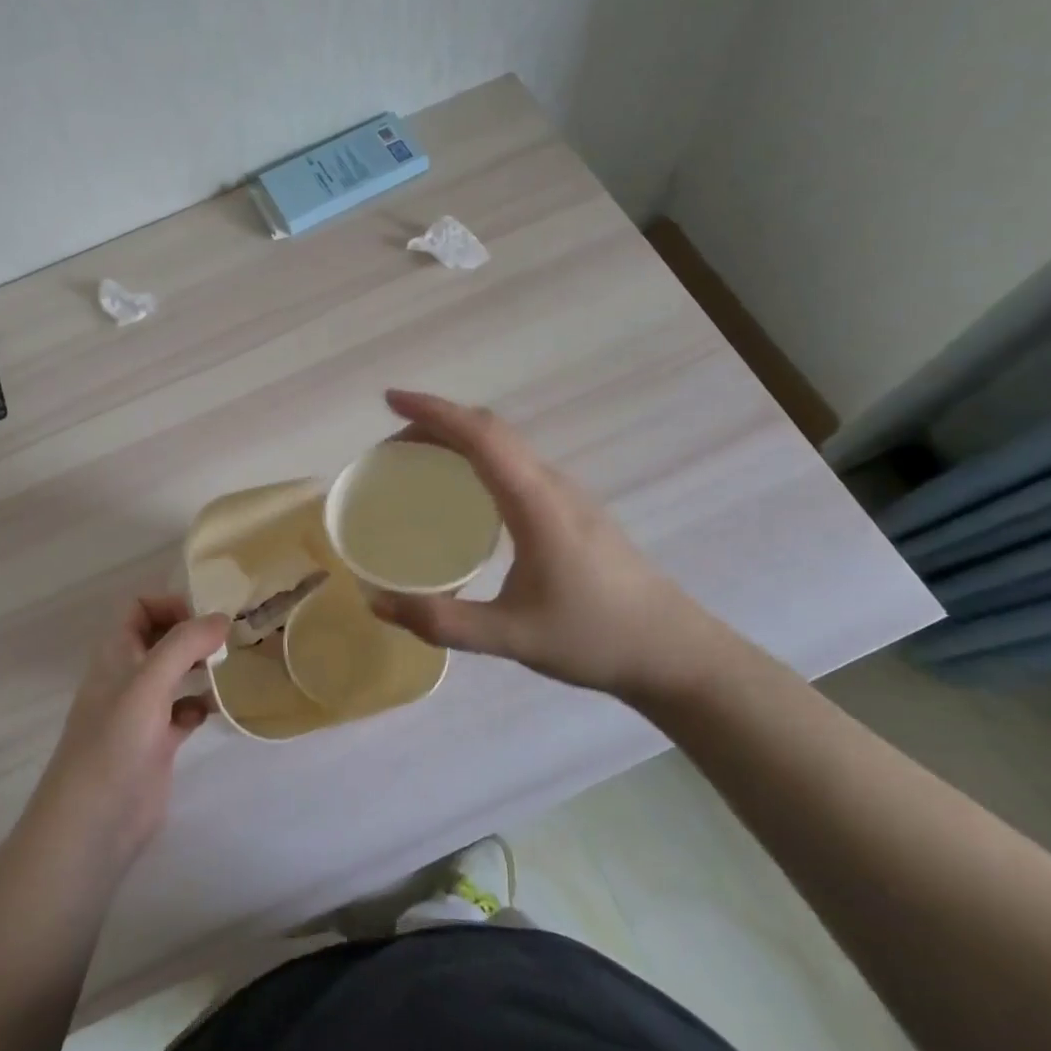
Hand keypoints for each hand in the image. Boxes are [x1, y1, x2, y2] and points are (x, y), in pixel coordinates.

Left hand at [28, 597, 226, 876]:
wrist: (94, 825)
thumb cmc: (115, 743)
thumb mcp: (149, 683)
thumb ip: (185, 644)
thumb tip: (222, 617)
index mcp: (116, 653)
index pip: (139, 607)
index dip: (170, 604)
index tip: (206, 619)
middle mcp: (127, 676)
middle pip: (161, 637)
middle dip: (193, 633)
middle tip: (229, 640)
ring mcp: (142, 711)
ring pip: (175, 673)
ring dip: (201, 666)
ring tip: (231, 667)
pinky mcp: (157, 743)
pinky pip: (183, 711)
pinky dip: (200, 705)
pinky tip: (216, 710)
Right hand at [369, 390, 733, 705]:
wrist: (674, 651)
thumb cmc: (595, 638)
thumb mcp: (512, 637)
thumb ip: (443, 622)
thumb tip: (376, 604)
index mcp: (536, 502)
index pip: (479, 436)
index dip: (433, 411)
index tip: (390, 400)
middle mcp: (552, 485)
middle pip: (490, 430)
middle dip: (437, 421)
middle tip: (391, 445)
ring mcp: (568, 494)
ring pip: (506, 444)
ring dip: (460, 437)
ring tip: (417, 461)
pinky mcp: (573, 509)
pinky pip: (517, 463)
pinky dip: (479, 457)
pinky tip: (465, 492)